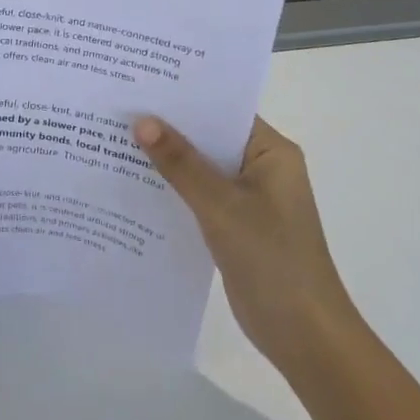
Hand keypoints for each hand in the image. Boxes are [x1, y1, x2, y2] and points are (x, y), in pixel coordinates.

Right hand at [132, 115, 353, 361]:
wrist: (304, 336)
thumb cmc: (272, 259)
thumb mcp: (221, 206)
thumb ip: (181, 163)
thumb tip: (142, 121)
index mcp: (271, 152)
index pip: (222, 110)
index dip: (183, 97)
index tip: (140, 83)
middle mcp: (261, 167)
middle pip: (209, 138)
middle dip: (168, 128)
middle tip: (118, 108)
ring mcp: (249, 198)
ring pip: (201, 168)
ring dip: (167, 160)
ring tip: (114, 139)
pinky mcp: (235, 225)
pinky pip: (199, 196)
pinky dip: (173, 190)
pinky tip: (134, 184)